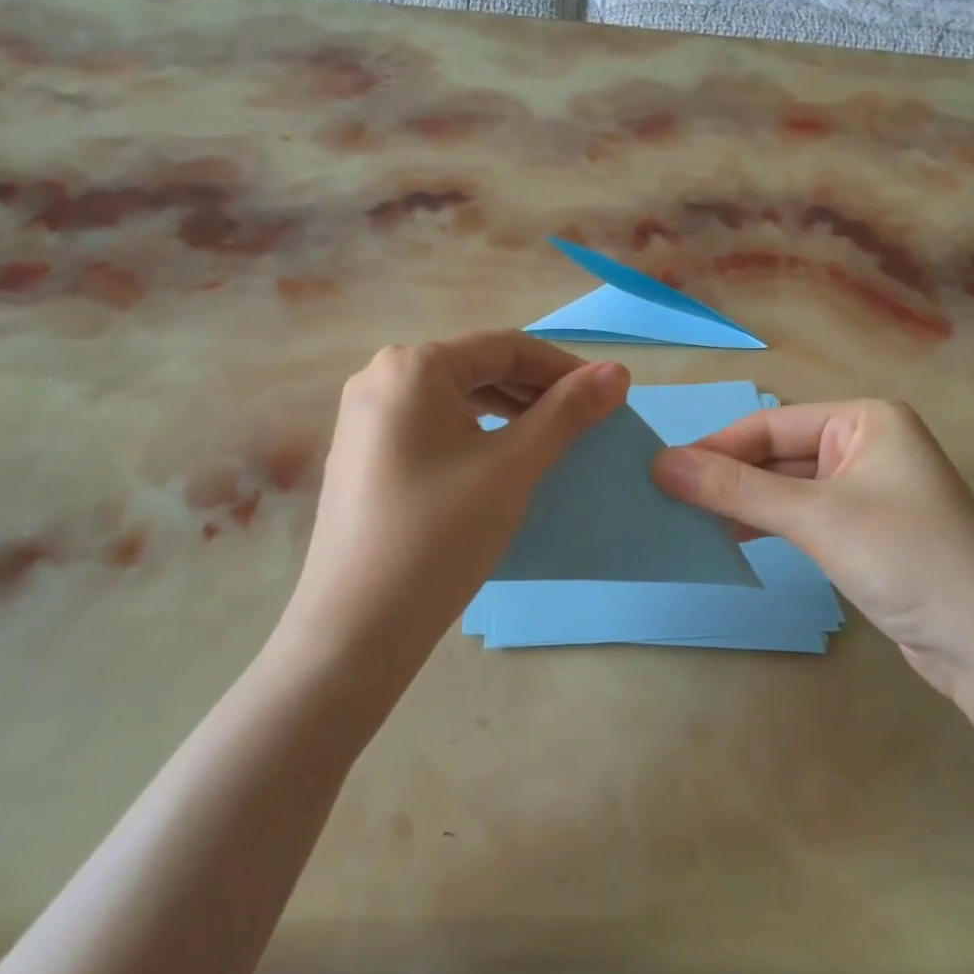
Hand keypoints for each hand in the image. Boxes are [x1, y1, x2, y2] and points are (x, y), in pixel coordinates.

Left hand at [283, 331, 629, 670]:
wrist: (357, 626)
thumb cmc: (440, 534)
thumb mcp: (512, 467)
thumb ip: (567, 413)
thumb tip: (617, 371)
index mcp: (413, 365)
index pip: (506, 347)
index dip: (564, 367)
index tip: (608, 395)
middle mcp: (380, 378)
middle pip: (478, 369)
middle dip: (536, 391)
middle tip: (584, 422)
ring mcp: (365, 418)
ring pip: (455, 399)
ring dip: (508, 413)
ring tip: (550, 441)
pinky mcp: (363, 455)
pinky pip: (432, 427)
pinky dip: (475, 435)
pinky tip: (499, 463)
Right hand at [652, 400, 973, 695]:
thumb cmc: (906, 558)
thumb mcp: (815, 517)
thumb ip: (735, 490)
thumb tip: (660, 464)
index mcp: (865, 419)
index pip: (769, 424)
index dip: (715, 447)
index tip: (660, 471)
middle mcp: (866, 444)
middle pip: (776, 453)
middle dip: (727, 477)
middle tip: (667, 499)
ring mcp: (866, 489)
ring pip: (786, 486)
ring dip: (742, 503)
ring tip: (688, 520)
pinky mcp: (864, 530)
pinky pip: (802, 515)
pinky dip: (766, 524)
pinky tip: (731, 538)